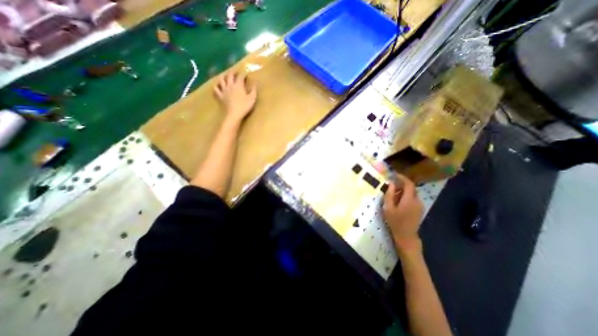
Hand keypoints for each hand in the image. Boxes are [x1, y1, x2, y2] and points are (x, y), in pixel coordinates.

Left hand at [215, 70, 256, 122]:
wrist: (233, 114)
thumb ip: (253, 90)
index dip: (243, 74)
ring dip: (223, 76)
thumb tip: (255, 83)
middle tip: (235, 72)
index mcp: (238, 85)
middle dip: (233, 72)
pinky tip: (218, 86)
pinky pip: (216, 89)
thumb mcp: (252, 99)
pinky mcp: (220, 96)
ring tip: (225, 76)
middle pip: (229, 75)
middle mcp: (230, 85)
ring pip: (221, 80)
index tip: (246, 74)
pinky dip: (216, 86)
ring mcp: (224, 90)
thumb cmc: (244, 107)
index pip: (240, 76)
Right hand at [383, 175, 424, 252]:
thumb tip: (392, 184)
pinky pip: (413, 199)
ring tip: (394, 194)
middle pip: (411, 188)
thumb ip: (390, 194)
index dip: (402, 178)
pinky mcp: (420, 209)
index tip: (395, 175)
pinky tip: (400, 201)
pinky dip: (407, 196)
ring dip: (404, 191)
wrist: (406, 236)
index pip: (409, 184)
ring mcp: (420, 205)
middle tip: (392, 186)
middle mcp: (417, 200)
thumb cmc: (395, 221)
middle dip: (402, 184)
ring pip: (412, 193)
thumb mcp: (388, 208)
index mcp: (409, 199)